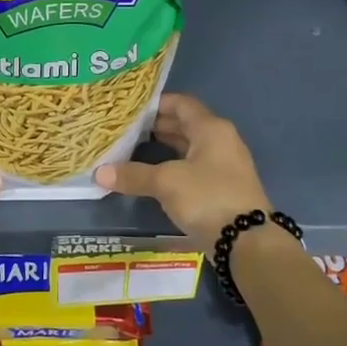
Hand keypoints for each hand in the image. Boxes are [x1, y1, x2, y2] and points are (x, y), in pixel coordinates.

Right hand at [96, 92, 269, 246]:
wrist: (247, 242)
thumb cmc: (207, 197)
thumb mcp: (166, 183)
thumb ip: (133, 175)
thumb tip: (99, 173)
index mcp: (211, 129)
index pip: (181, 103)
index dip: (156, 103)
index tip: (129, 108)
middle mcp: (220, 141)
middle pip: (185, 124)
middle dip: (155, 126)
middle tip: (125, 129)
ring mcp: (223, 166)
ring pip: (188, 148)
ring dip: (163, 147)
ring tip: (132, 149)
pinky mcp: (221, 188)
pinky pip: (192, 167)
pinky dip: (172, 166)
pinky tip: (152, 175)